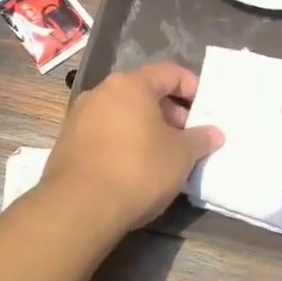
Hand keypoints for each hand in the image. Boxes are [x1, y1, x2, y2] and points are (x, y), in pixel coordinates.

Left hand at [41, 62, 222, 232]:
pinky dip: (124, 141)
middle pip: (143, 92)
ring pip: (122, 113)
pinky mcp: (67, 143)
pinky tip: (135, 167)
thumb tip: (214, 133)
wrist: (79, 207)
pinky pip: (105, 132)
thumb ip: (200, 139)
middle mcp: (101, 92)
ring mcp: (80, 117)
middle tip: (187, 136)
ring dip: (146, 128)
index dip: (192, 87)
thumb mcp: (181, 155)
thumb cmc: (138, 170)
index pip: (169, 72)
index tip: (206, 110)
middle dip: (170, 111)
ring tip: (164, 154)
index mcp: (130, 85)